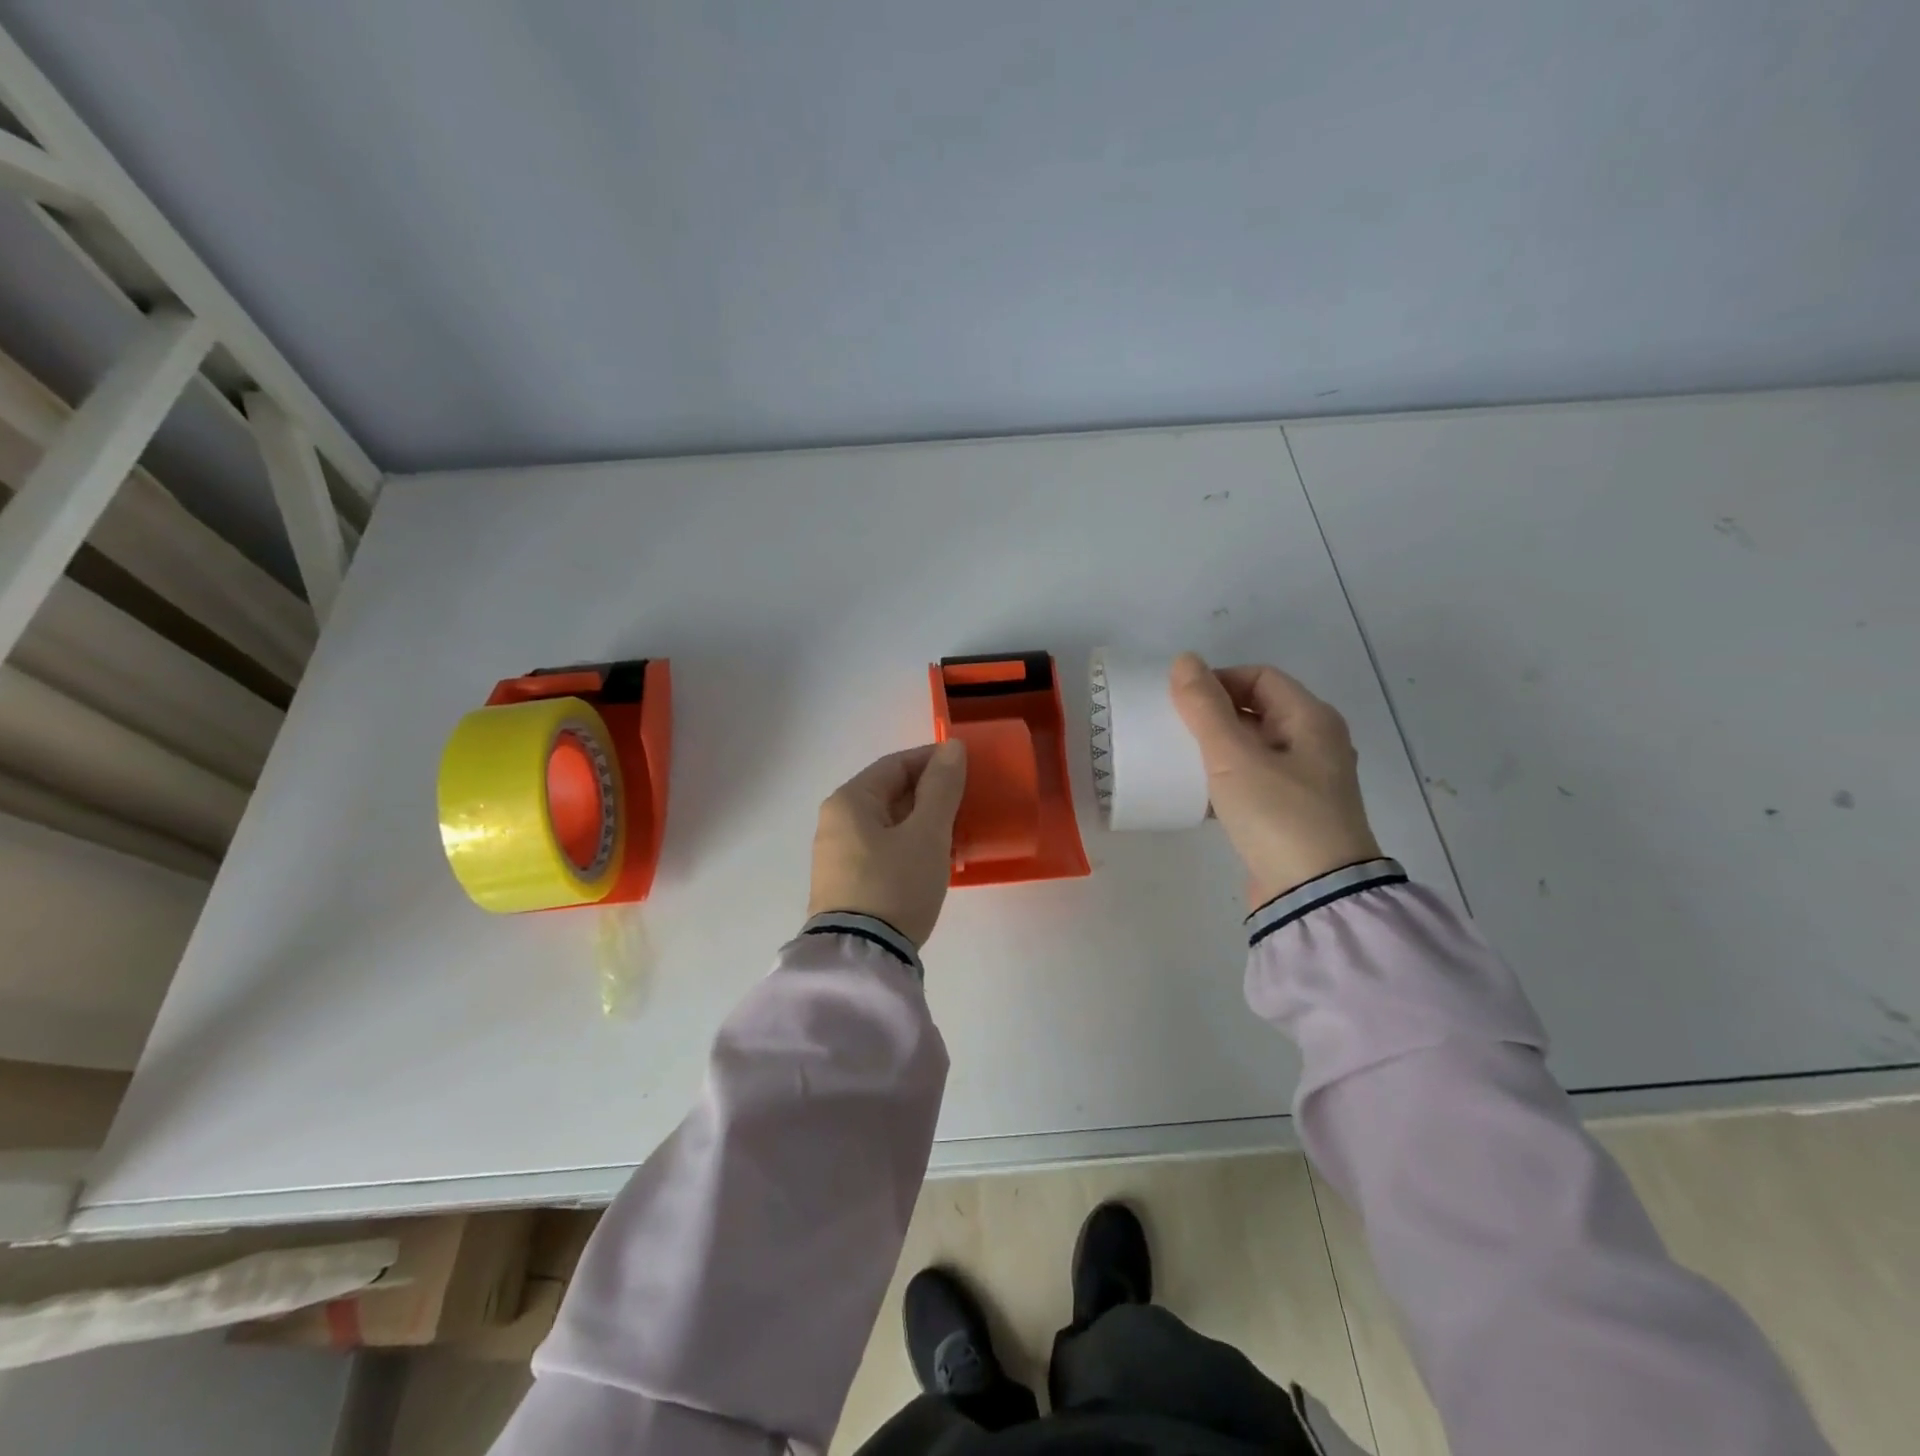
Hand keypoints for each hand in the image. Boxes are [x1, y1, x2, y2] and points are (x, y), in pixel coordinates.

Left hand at [807, 741, 968, 945]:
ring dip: (922, 822)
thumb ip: (941, 787)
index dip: (933, 761)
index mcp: (849, 801)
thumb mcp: (927, 833)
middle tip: (968, 803)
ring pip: (888, 824)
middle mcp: (836, 822)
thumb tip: (952, 747)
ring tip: (958, 832)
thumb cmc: (895, 884)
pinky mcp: (845, 884)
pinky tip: (934, 859)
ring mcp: (837, 856)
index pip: (895, 764)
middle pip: (889, 793)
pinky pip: (882, 850)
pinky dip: (909, 846)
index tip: (968, 768)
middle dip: (930, 794)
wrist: (861, 958)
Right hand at [1169, 652, 1382, 910]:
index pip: (1260, 677)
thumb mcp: (1234, 757)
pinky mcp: (1291, 813)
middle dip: (1214, 714)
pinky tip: (1198, 793)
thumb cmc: (1278, 815)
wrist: (1314, 894)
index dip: (1218, 680)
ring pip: (1253, 747)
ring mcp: (1306, 781)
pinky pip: (1254, 780)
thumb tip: (1185, 660)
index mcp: (1311, 719)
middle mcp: (1315, 743)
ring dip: (1217, 748)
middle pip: (1257, 710)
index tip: (1181, 703)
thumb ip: (1205, 708)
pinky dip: (1226, 778)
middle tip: (1175, 729)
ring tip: (1181, 760)